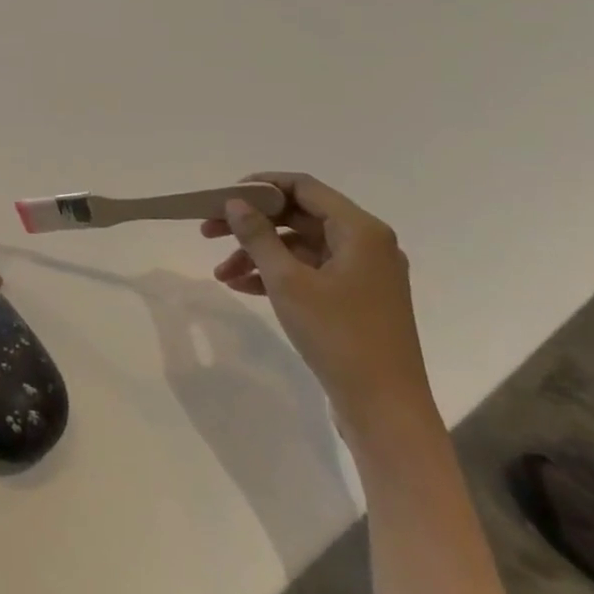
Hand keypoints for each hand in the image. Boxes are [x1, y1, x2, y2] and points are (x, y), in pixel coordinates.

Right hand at [201, 173, 434, 443]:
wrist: (384, 408)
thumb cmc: (338, 335)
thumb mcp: (288, 281)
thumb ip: (258, 236)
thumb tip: (235, 203)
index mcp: (360, 231)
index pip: (304, 187)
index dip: (261, 186)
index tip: (222, 196)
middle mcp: (366, 244)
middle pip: (299, 216)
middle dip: (252, 224)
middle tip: (208, 232)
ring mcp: (363, 273)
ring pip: (300, 246)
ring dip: (258, 254)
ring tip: (220, 272)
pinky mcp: (356, 298)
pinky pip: (309, 271)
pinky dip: (276, 274)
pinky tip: (243, 287)